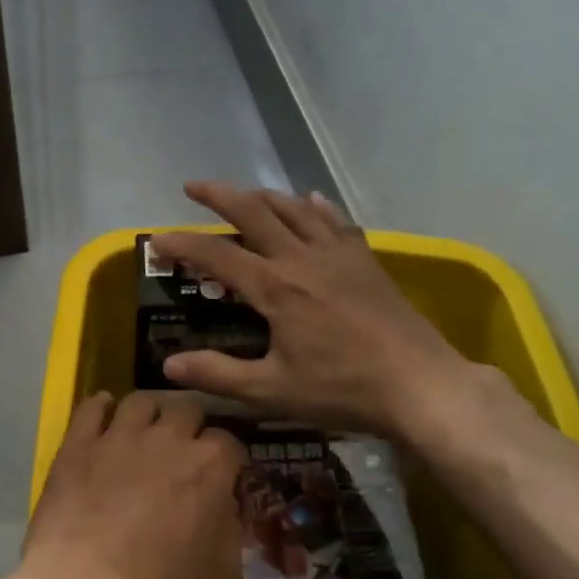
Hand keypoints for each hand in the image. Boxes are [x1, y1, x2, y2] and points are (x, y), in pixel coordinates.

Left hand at [20, 391, 245, 578]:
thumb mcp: (224, 578)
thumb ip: (231, 532)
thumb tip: (224, 510)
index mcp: (209, 466)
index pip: (228, 442)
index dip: (225, 460)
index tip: (219, 478)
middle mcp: (167, 438)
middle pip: (186, 409)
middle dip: (189, 427)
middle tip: (180, 454)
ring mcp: (119, 436)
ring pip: (140, 401)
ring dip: (148, 414)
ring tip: (142, 434)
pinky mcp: (77, 445)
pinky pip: (91, 407)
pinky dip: (100, 408)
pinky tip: (102, 419)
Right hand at [149, 181, 476, 443]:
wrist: (421, 385)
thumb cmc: (343, 390)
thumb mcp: (272, 391)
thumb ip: (218, 375)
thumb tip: (168, 368)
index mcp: (275, 288)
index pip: (216, 255)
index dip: (181, 244)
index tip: (156, 241)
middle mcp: (302, 259)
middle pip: (254, 212)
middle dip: (219, 195)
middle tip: (192, 186)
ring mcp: (338, 255)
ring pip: (294, 209)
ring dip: (262, 196)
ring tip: (243, 194)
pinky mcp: (364, 261)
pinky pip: (334, 221)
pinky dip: (315, 207)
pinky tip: (310, 201)